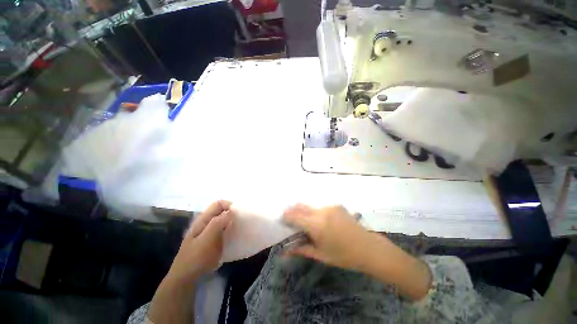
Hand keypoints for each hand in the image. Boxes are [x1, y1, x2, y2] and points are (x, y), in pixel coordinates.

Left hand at [167, 200, 234, 284]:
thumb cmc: (196, 257)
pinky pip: (224, 229)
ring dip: (232, 221)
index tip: (239, 213)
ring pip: (224, 220)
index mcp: (203, 219)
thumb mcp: (206, 239)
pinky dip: (231, 229)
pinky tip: (235, 235)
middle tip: (242, 220)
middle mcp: (207, 222)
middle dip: (232, 212)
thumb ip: (217, 223)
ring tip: (241, 226)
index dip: (229, 204)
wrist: (187, 278)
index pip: (218, 203)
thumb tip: (231, 211)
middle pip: (222, 211)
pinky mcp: (213, 240)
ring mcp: (209, 231)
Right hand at [283, 204, 379, 271]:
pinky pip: (320, 207)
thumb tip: (285, 251)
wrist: (368, 247)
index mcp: (317, 225)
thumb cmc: (343, 255)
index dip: (287, 216)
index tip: (282, 218)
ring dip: (304, 211)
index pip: (295, 217)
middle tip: (289, 217)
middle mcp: (322, 212)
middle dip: (293, 211)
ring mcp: (330, 207)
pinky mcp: (336, 205)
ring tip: (303, 219)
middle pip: (301, 207)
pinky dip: (314, 211)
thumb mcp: (321, 255)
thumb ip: (302, 249)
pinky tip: (318, 219)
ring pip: (310, 206)